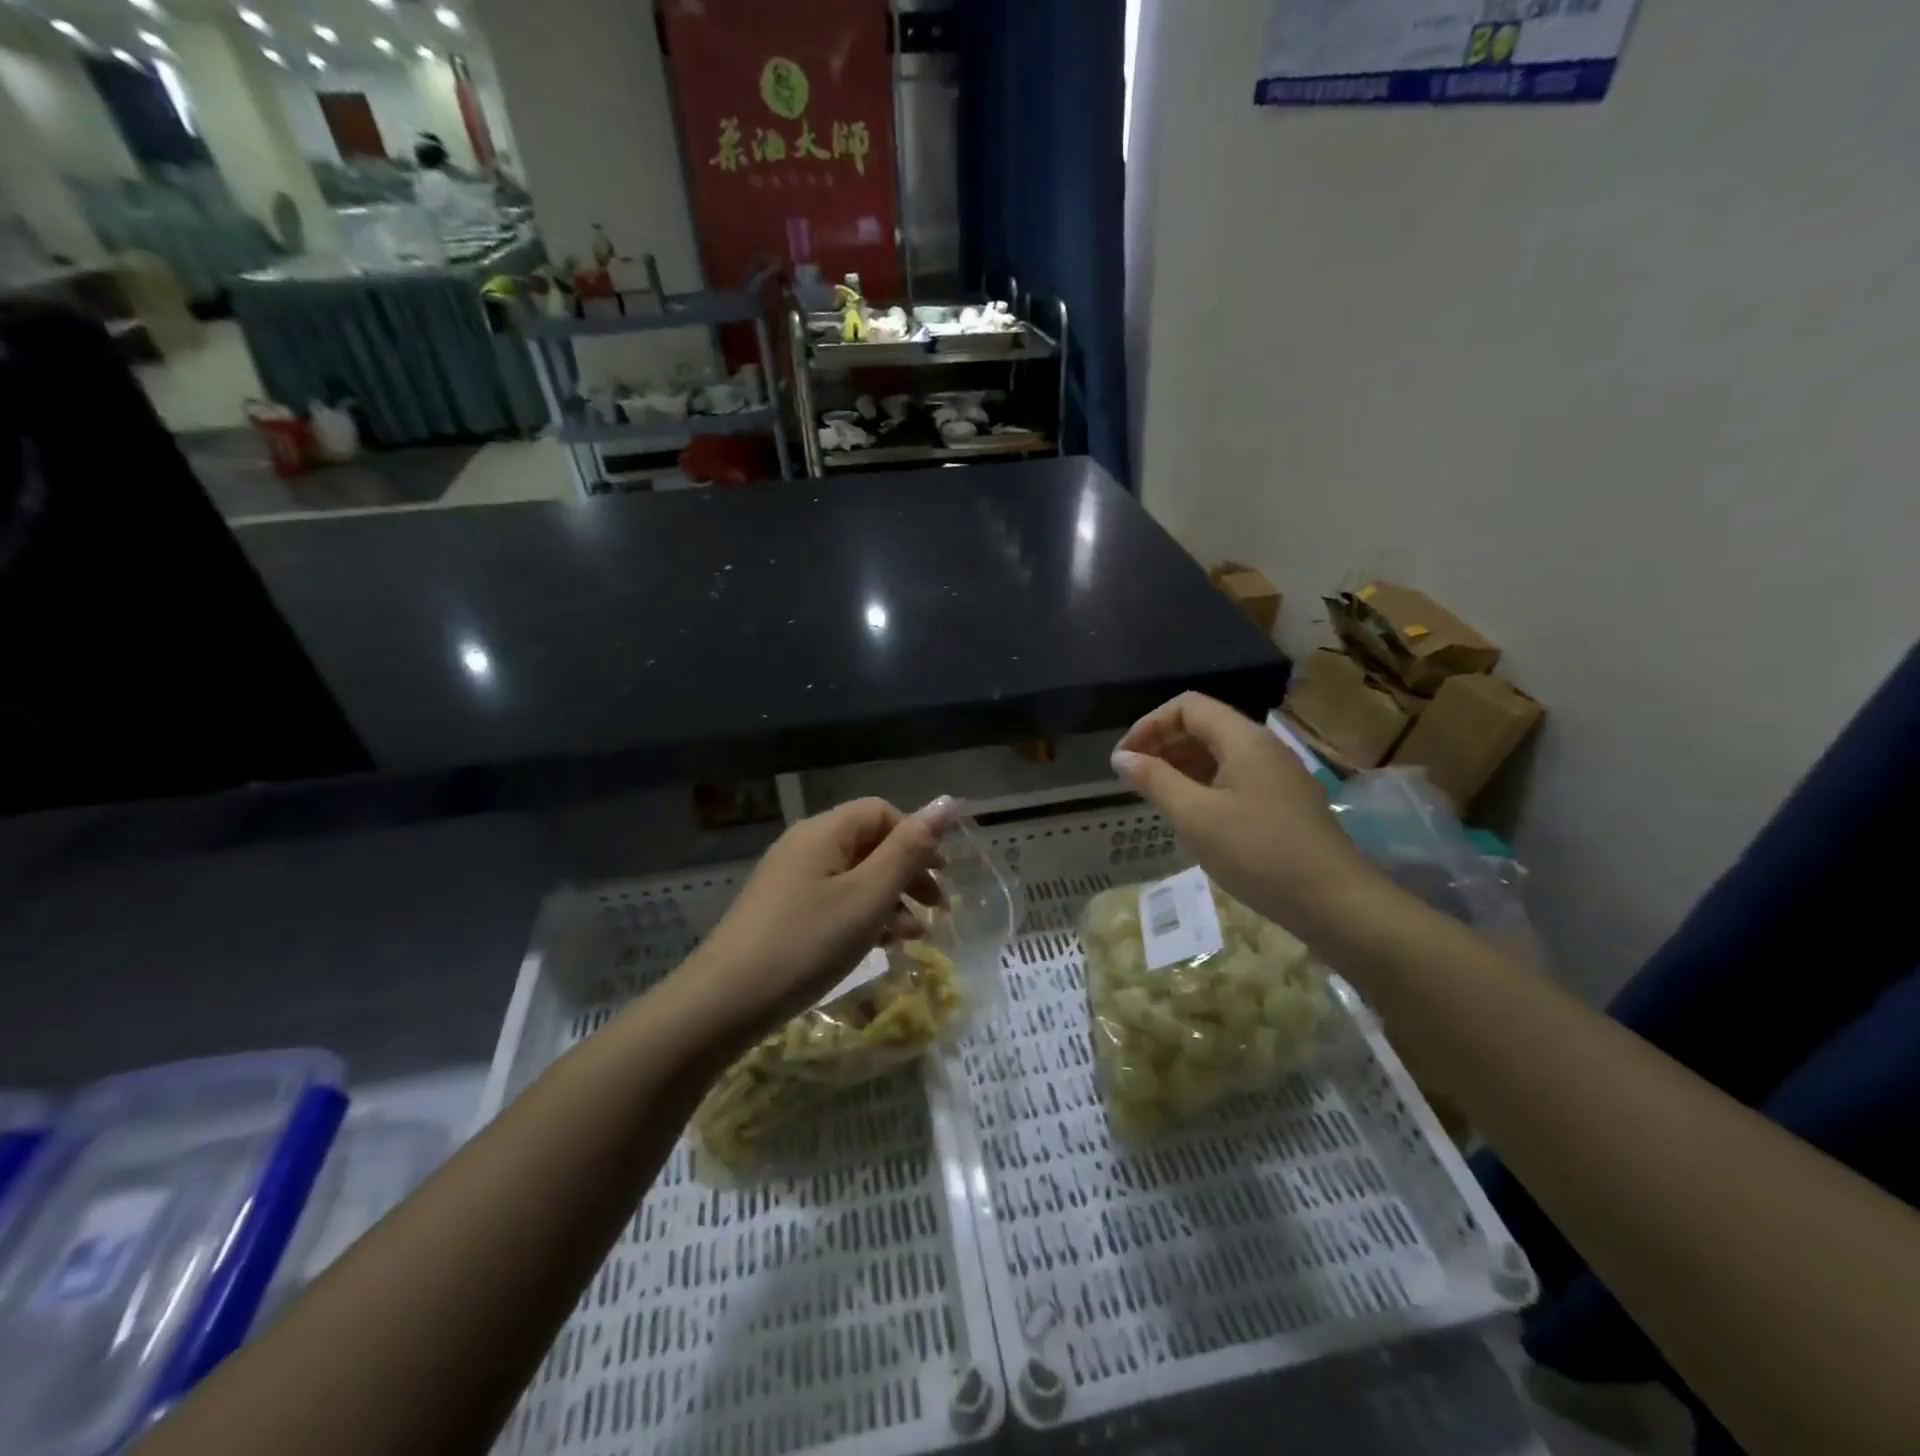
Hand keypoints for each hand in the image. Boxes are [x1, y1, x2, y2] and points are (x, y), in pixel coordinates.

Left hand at [668, 797, 956, 1040]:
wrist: (724, 1002)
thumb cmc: (807, 941)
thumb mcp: (869, 895)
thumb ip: (909, 849)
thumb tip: (947, 803)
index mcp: (825, 832)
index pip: (882, 812)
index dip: (917, 838)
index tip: (942, 876)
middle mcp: (805, 846)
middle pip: (870, 844)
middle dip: (909, 873)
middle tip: (939, 908)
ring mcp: (790, 880)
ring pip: (855, 876)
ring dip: (891, 900)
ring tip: (913, 937)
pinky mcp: (782, 913)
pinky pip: (834, 901)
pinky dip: (863, 917)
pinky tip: (880, 946)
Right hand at [1111, 692, 1383, 930]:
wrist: (1334, 901)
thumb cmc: (1257, 852)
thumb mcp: (1194, 816)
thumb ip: (1154, 780)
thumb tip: (1121, 757)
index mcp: (1243, 739)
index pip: (1187, 706)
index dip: (1149, 725)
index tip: (1125, 759)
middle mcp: (1263, 746)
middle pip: (1204, 726)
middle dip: (1163, 744)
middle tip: (1134, 779)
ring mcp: (1278, 775)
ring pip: (1220, 753)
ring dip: (1182, 766)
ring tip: (1156, 797)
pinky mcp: (1284, 802)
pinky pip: (1235, 777)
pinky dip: (1204, 785)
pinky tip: (1192, 816)